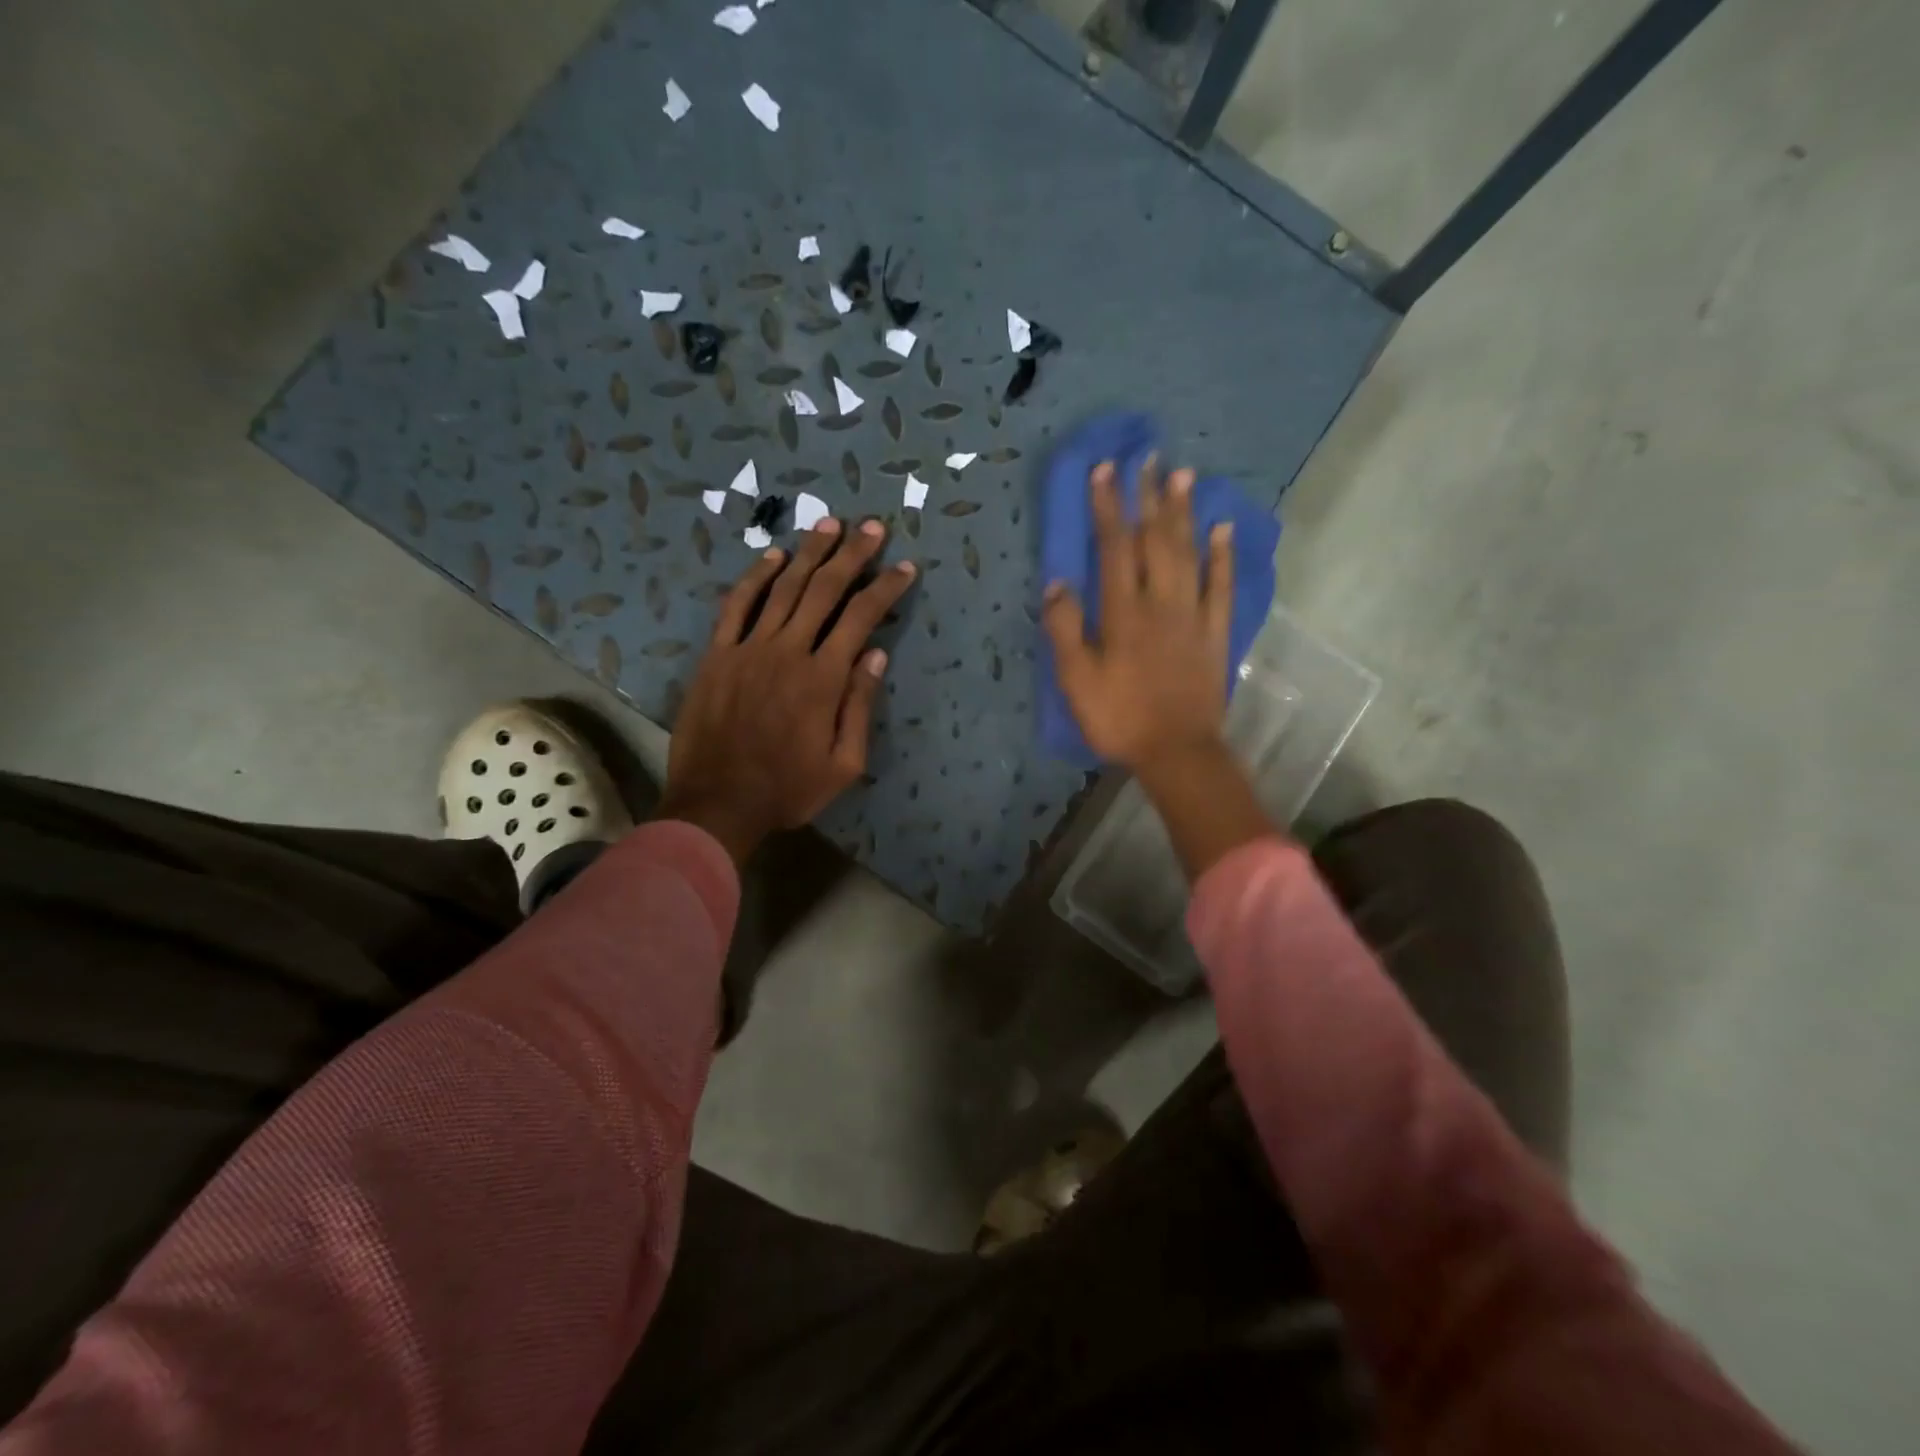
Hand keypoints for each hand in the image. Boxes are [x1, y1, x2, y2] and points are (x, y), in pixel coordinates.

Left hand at [659, 517, 915, 863]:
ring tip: (830, 524)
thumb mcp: (844, 763)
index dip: (886, 589)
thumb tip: (876, 654)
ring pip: (783, 588)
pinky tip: (772, 556)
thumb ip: (859, 705)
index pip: (861, 618)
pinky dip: (755, 577)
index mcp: (823, 678)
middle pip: (824, 589)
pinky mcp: (717, 655)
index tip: (906, 567)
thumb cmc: (788, 789)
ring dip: (809, 552)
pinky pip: (737, 605)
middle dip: (852, 555)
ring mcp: (748, 648)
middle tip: (872, 527)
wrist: (718, 803)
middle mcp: (788, 650)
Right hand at [1042, 457, 1234, 774]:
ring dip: (1184, 513)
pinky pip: (1221, 587)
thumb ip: (1066, 630)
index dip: (1107, 508)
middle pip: (1155, 540)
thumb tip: (1057, 583)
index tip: (1104, 470)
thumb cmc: (1119, 718)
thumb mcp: (1077, 680)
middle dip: (1148, 497)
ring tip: (1183, 475)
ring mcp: (1193, 616)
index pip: (1114, 548)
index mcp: (1123, 613)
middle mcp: (1161, 603)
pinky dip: (1222, 556)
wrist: (1177, 751)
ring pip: (1189, 554)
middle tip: (1148, 457)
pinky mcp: (1215, 633)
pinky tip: (1222, 529)